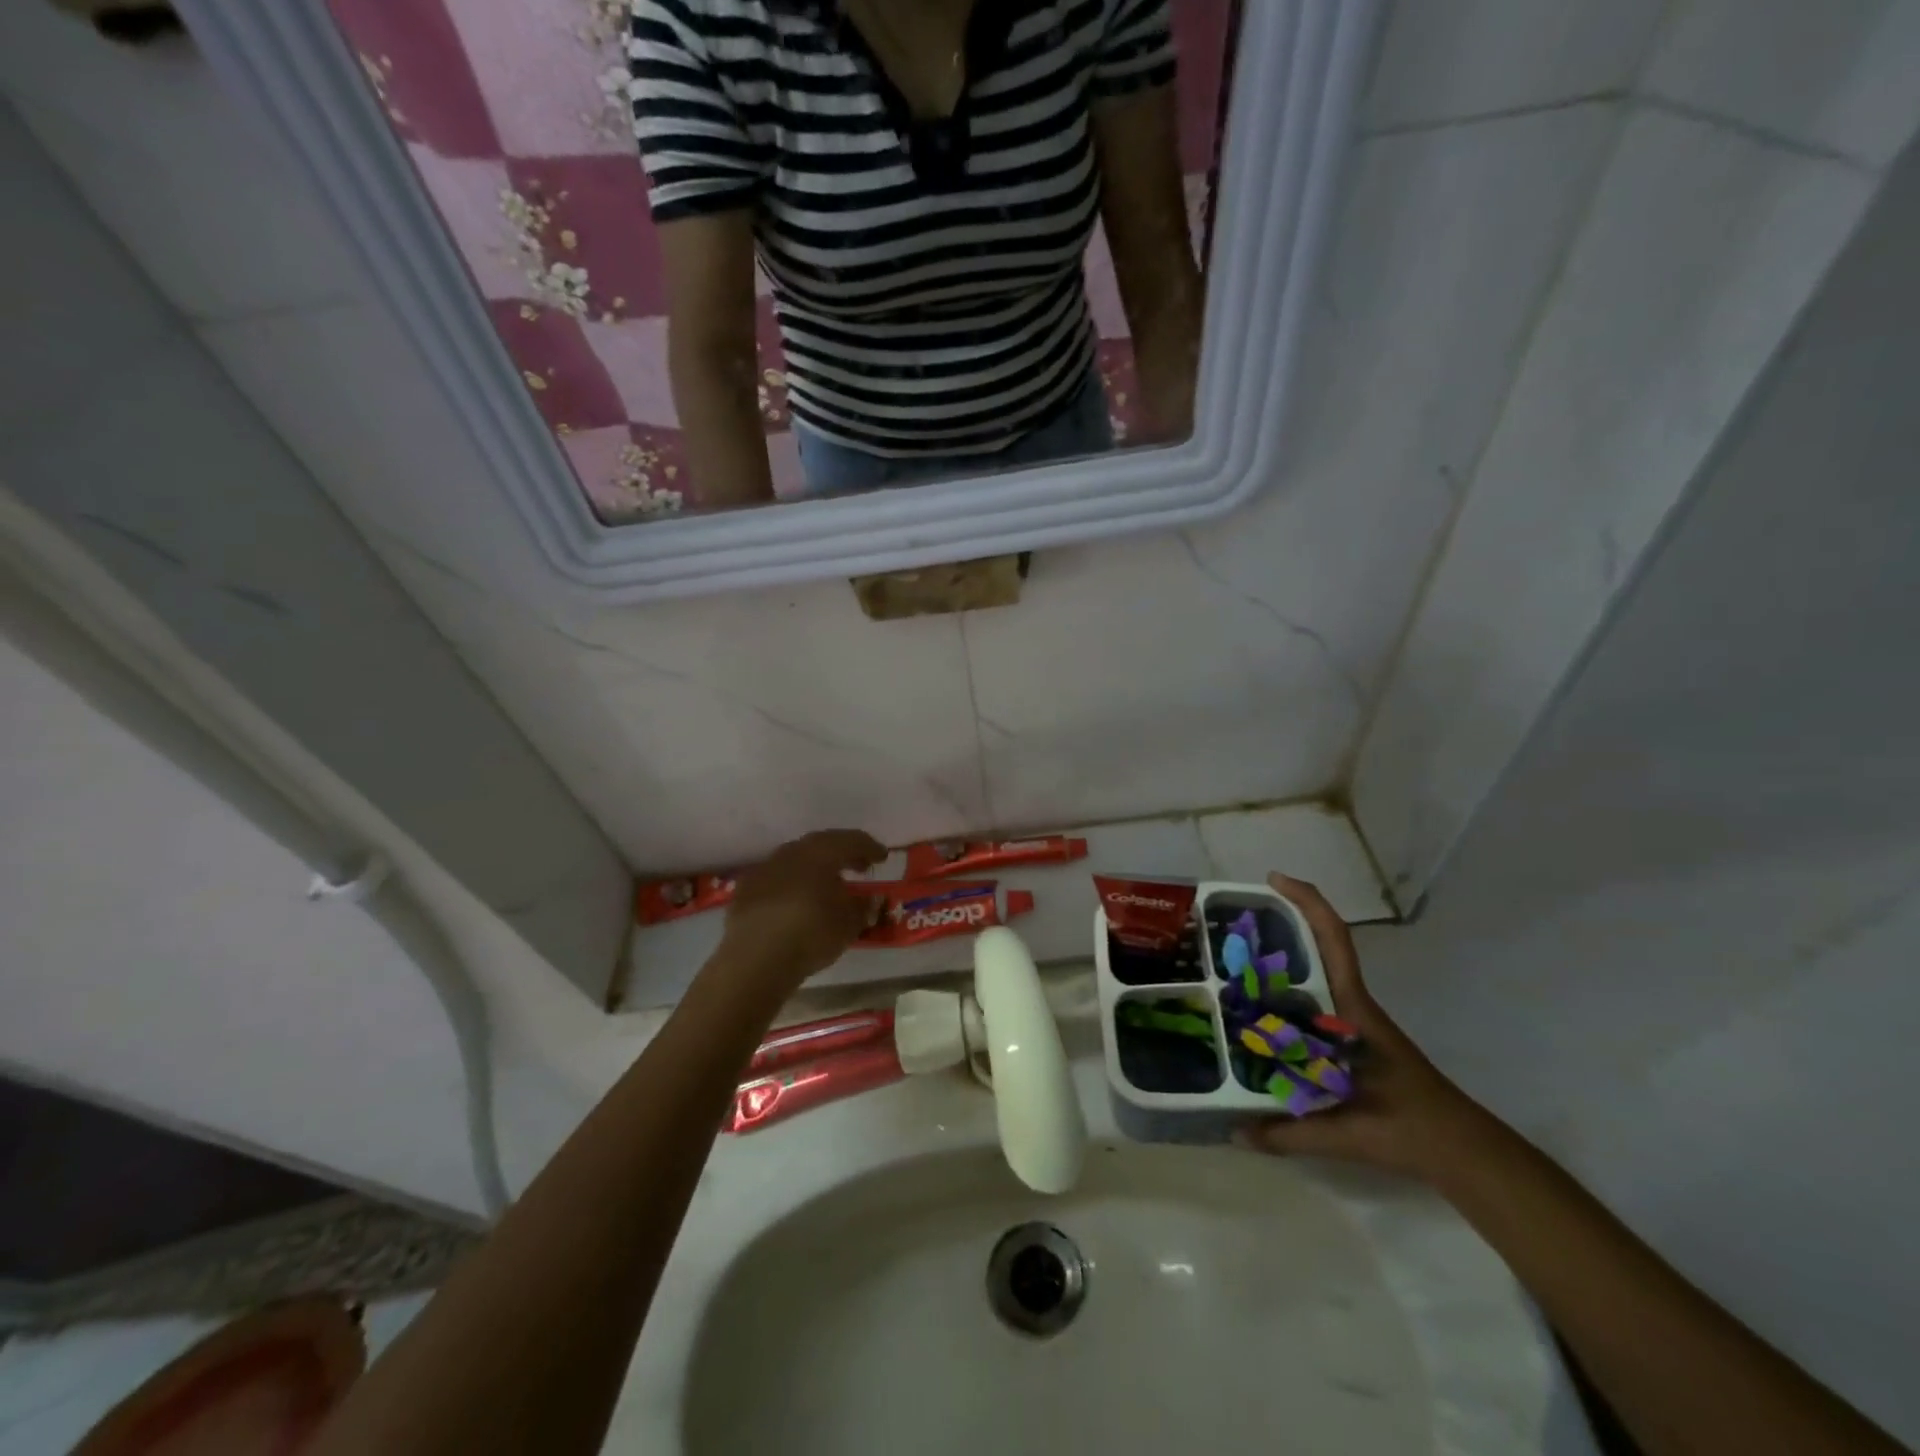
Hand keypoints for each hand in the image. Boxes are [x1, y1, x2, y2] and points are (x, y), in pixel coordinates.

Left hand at [717, 829, 885, 994]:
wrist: (756, 958)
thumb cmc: (812, 933)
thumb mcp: (850, 923)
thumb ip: (863, 907)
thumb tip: (871, 899)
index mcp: (822, 852)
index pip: (852, 840)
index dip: (870, 847)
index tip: (882, 857)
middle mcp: (793, 851)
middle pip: (822, 844)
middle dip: (842, 853)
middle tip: (858, 866)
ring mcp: (765, 868)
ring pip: (796, 859)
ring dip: (814, 867)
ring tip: (826, 884)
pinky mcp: (745, 888)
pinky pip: (776, 877)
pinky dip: (791, 883)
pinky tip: (795, 900)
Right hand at [1234, 874, 1493, 1180]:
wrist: (1461, 1149)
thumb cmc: (1409, 1127)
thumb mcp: (1345, 1132)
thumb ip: (1287, 1133)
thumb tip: (1234, 1131)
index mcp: (1352, 1009)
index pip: (1332, 939)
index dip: (1305, 902)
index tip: (1273, 880)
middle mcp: (1350, 1004)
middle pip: (1318, 945)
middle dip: (1279, 923)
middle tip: (1230, 923)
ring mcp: (1352, 1020)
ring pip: (1313, 973)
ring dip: (1280, 958)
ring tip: (1232, 962)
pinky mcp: (1351, 1038)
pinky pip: (1313, 1001)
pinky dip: (1285, 994)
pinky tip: (1258, 1013)